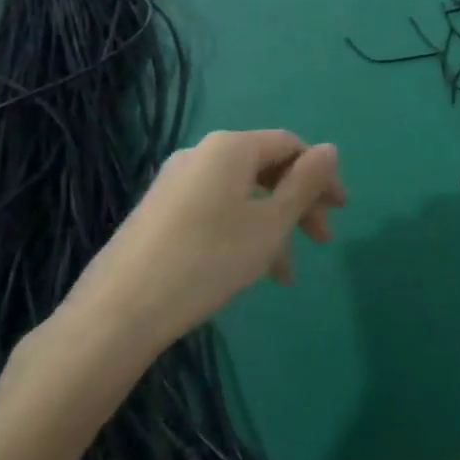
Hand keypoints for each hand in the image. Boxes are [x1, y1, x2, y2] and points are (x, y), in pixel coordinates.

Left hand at [61, 130, 345, 355]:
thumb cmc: (208, 260)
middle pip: (266, 169)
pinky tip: (248, 271)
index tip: (340, 211)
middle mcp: (201, 154)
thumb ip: (305, 184)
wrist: (118, 313)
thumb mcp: (270, 224)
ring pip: (242, 196)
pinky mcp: (159, 212)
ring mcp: (175, 183)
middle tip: (322, 241)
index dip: (321, 175)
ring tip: (284, 275)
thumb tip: (329, 150)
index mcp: (231, 148)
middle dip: (299, 204)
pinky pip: (216, 210)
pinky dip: (242, 232)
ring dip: (272, 227)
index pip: (290, 145)